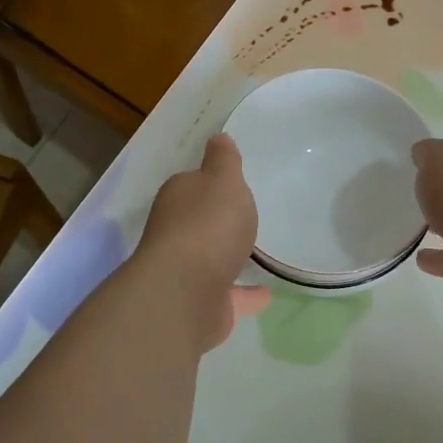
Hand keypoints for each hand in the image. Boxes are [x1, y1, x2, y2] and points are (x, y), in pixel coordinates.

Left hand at [139, 134, 272, 346]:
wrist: (186, 292)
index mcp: (178, 198)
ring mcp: (186, 272)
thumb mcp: (223, 180)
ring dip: (227, 256)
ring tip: (255, 254)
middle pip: (197, 222)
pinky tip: (267, 293)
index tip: (230, 183)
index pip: (192, 184)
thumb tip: (218, 137)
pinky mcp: (201, 305)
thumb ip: (224, 160)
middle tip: (243, 217)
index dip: (210, 182)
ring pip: (210, 260)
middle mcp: (175, 233)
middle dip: (215, 220)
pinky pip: (229, 294)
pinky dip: (245, 294)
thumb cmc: (208, 225)